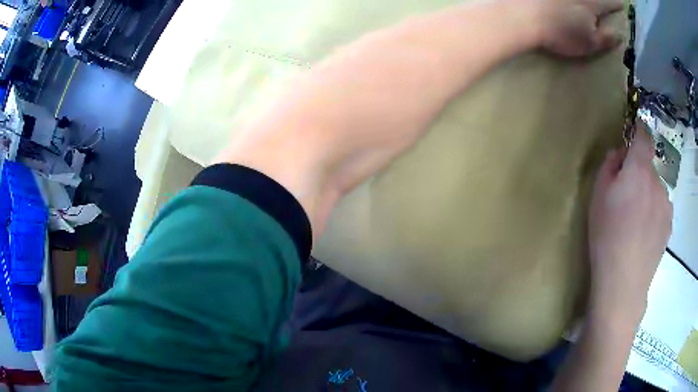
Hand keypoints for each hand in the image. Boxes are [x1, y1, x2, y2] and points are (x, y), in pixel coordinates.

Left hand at [532, 0, 623, 56]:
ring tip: (592, 4)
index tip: (623, 4)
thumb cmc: (560, 32)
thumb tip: (620, 35)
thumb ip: (605, 38)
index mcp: (593, 4)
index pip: (610, 4)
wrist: (524, 13)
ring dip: (591, 0)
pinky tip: (572, 4)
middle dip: (605, 0)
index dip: (617, 4)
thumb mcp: (589, 43)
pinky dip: (573, 2)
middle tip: (613, 0)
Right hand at [587, 128, 672, 324]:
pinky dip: (655, 211)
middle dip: (638, 173)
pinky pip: (662, 207)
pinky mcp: (669, 225)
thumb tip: (619, 155)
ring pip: (656, 188)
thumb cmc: (607, 237)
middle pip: (648, 167)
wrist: (624, 283)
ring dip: (648, 194)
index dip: (639, 131)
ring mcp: (666, 204)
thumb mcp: (598, 197)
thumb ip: (609, 167)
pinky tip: (644, 233)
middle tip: (626, 197)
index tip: (634, 133)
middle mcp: (657, 182)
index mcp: (639, 170)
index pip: (643, 137)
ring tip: (636, 221)